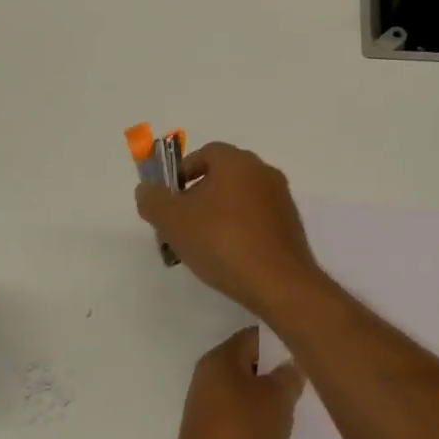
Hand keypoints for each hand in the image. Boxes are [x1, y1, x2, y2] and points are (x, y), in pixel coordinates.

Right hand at [135, 143, 325, 318]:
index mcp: (238, 162)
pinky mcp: (291, 227)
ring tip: (200, 248)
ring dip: (216, 217)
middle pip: (222, 177)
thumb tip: (147, 190)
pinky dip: (238, 232)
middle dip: (196, 199)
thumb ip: (153, 200)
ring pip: (238, 201)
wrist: (280, 284)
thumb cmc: (223, 242)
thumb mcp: (174, 221)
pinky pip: (256, 221)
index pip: (205, 153)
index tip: (168, 201)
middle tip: (179, 227)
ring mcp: (281, 200)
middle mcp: (263, 172)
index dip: (181, 174)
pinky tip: (227, 259)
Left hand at [163, 327, 305, 438]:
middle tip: (310, 385)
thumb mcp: (276, 399)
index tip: (309, 353)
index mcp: (220, 360)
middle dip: (279, 375)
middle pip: (251, 366)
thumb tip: (292, 364)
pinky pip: (243, 424)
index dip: (282, 342)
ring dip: (271, 405)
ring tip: (301, 413)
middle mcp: (209, 380)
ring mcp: (209, 412)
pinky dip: (261, 428)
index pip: (254, 337)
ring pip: (248, 397)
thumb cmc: (243, 436)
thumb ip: (288, 376)